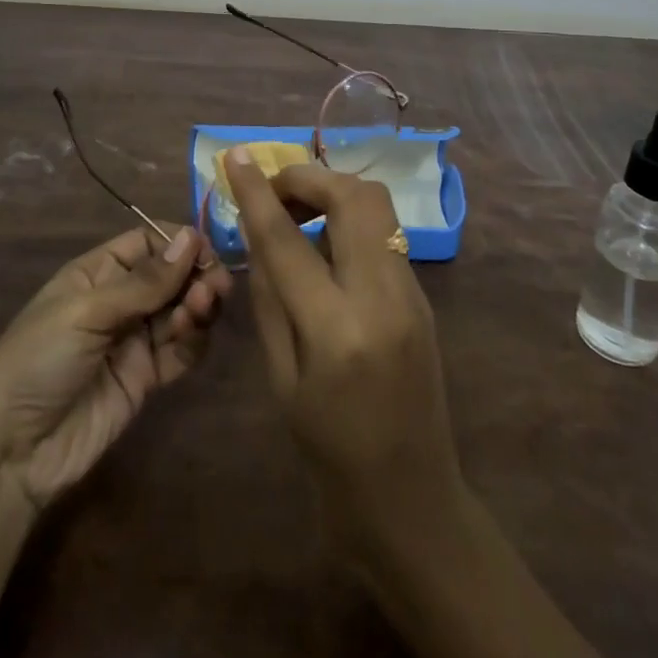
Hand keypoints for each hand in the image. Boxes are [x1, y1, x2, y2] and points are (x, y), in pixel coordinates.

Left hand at [0, 225, 231, 511]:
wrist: (12, 451)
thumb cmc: (38, 360)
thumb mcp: (87, 312)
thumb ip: (143, 282)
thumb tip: (192, 238)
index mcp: (98, 273)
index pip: (148, 242)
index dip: (178, 243)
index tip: (205, 251)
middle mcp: (119, 301)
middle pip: (171, 276)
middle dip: (195, 275)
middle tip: (215, 285)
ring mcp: (133, 340)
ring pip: (180, 310)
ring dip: (198, 305)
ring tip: (201, 308)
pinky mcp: (145, 378)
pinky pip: (180, 350)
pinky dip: (193, 339)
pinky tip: (191, 334)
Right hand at [224, 150, 462, 554]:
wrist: (414, 501)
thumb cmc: (331, 455)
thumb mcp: (281, 381)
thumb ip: (269, 299)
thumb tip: (258, 234)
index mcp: (336, 330)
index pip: (287, 239)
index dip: (257, 191)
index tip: (235, 155)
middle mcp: (382, 297)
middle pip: (353, 196)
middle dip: (308, 178)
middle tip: (275, 194)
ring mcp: (411, 292)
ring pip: (376, 205)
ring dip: (333, 193)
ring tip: (298, 216)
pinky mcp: (422, 294)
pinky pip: (384, 232)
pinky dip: (350, 220)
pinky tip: (326, 246)